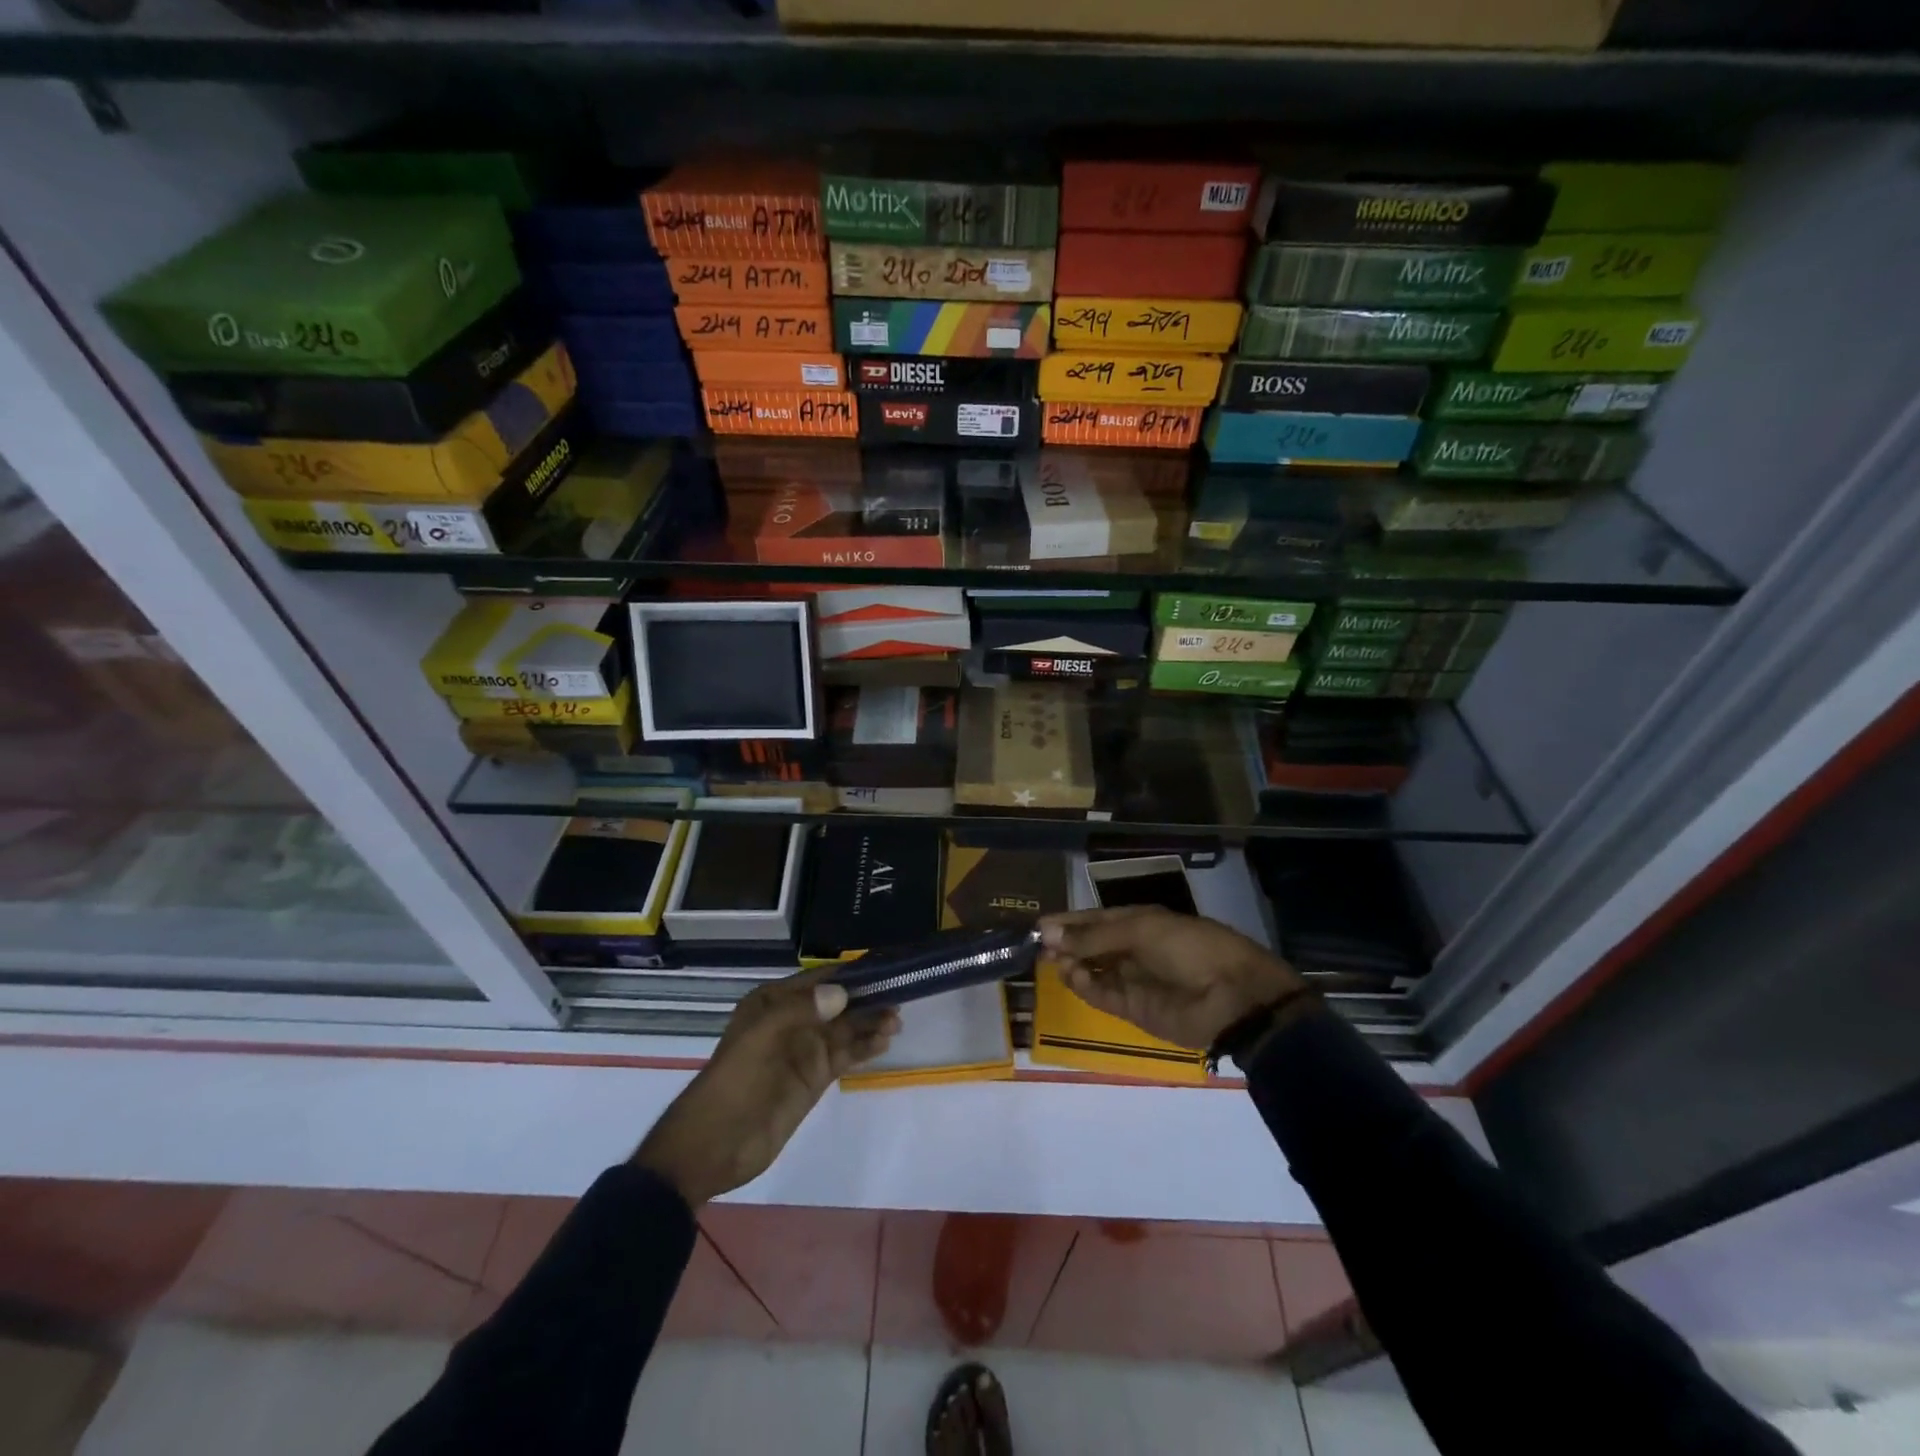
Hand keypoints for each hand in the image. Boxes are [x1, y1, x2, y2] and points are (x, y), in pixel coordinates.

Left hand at [633, 971, 897, 1205]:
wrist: (712, 1146)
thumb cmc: (733, 1082)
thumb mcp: (761, 1038)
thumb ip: (801, 1010)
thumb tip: (843, 993)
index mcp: (773, 1002)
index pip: (818, 979)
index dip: (849, 973)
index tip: (883, 967)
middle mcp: (792, 1020)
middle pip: (837, 1003)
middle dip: (866, 999)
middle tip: (898, 997)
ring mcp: (804, 1050)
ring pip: (845, 1029)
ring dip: (870, 1023)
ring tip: (896, 1022)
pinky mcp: (814, 1078)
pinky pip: (845, 1055)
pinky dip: (865, 1047)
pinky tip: (884, 1042)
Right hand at [1039, 906, 1302, 1049]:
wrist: (1234, 996)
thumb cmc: (1189, 948)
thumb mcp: (1140, 930)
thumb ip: (1093, 936)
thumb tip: (1048, 933)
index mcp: (1141, 922)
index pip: (1096, 919)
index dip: (1069, 921)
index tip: (1038, 924)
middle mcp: (1135, 949)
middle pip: (1092, 946)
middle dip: (1066, 944)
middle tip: (1038, 946)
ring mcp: (1135, 980)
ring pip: (1094, 972)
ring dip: (1073, 965)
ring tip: (1053, 961)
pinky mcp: (1136, 1010)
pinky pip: (1104, 996)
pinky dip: (1085, 987)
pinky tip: (1070, 977)